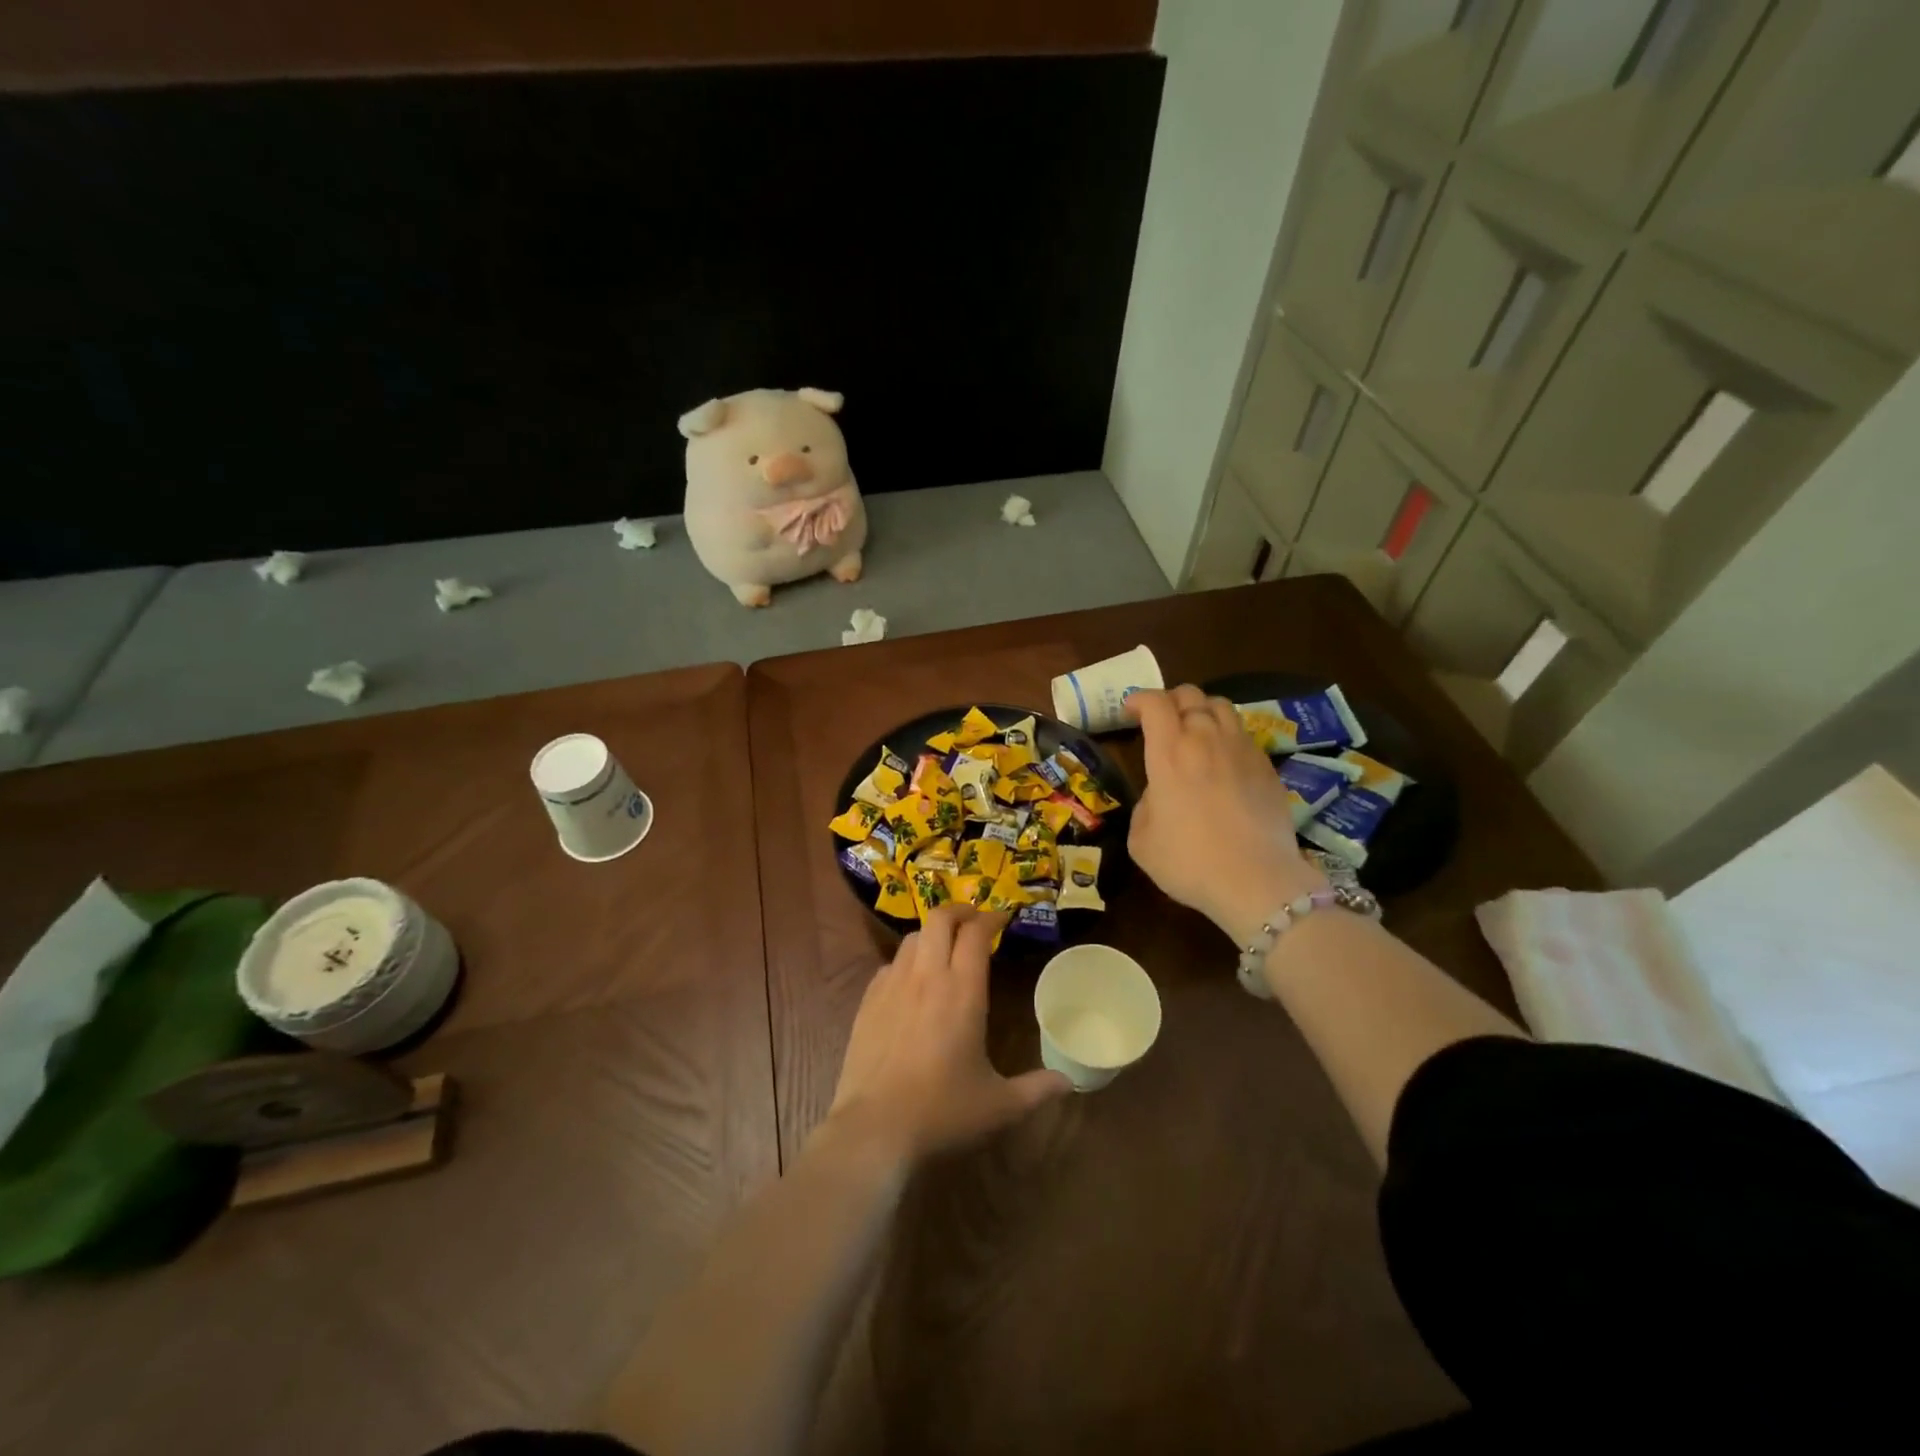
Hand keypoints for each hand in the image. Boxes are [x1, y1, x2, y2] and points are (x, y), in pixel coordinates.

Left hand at [826, 906, 1069, 1162]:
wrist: (873, 1129)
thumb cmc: (942, 1112)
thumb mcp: (999, 1106)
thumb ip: (1036, 1089)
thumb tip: (1067, 1082)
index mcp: (963, 991)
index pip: (976, 933)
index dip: (991, 919)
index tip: (1002, 919)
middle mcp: (927, 977)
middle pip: (940, 918)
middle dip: (960, 911)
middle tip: (974, 922)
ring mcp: (893, 985)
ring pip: (913, 937)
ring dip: (933, 934)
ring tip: (945, 949)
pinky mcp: (868, 1001)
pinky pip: (890, 965)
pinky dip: (907, 962)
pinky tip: (912, 983)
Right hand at [1124, 685, 1327, 944]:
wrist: (1256, 881)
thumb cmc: (1189, 862)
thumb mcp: (1142, 839)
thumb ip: (1145, 804)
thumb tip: (1159, 795)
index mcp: (1169, 753)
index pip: (1155, 703)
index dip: (1139, 699)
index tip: (1130, 711)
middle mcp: (1206, 740)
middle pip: (1190, 695)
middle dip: (1170, 700)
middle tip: (1160, 720)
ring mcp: (1241, 750)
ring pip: (1221, 706)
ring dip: (1201, 710)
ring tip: (1194, 730)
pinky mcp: (1267, 766)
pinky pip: (1243, 733)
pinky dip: (1226, 734)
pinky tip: (1222, 759)